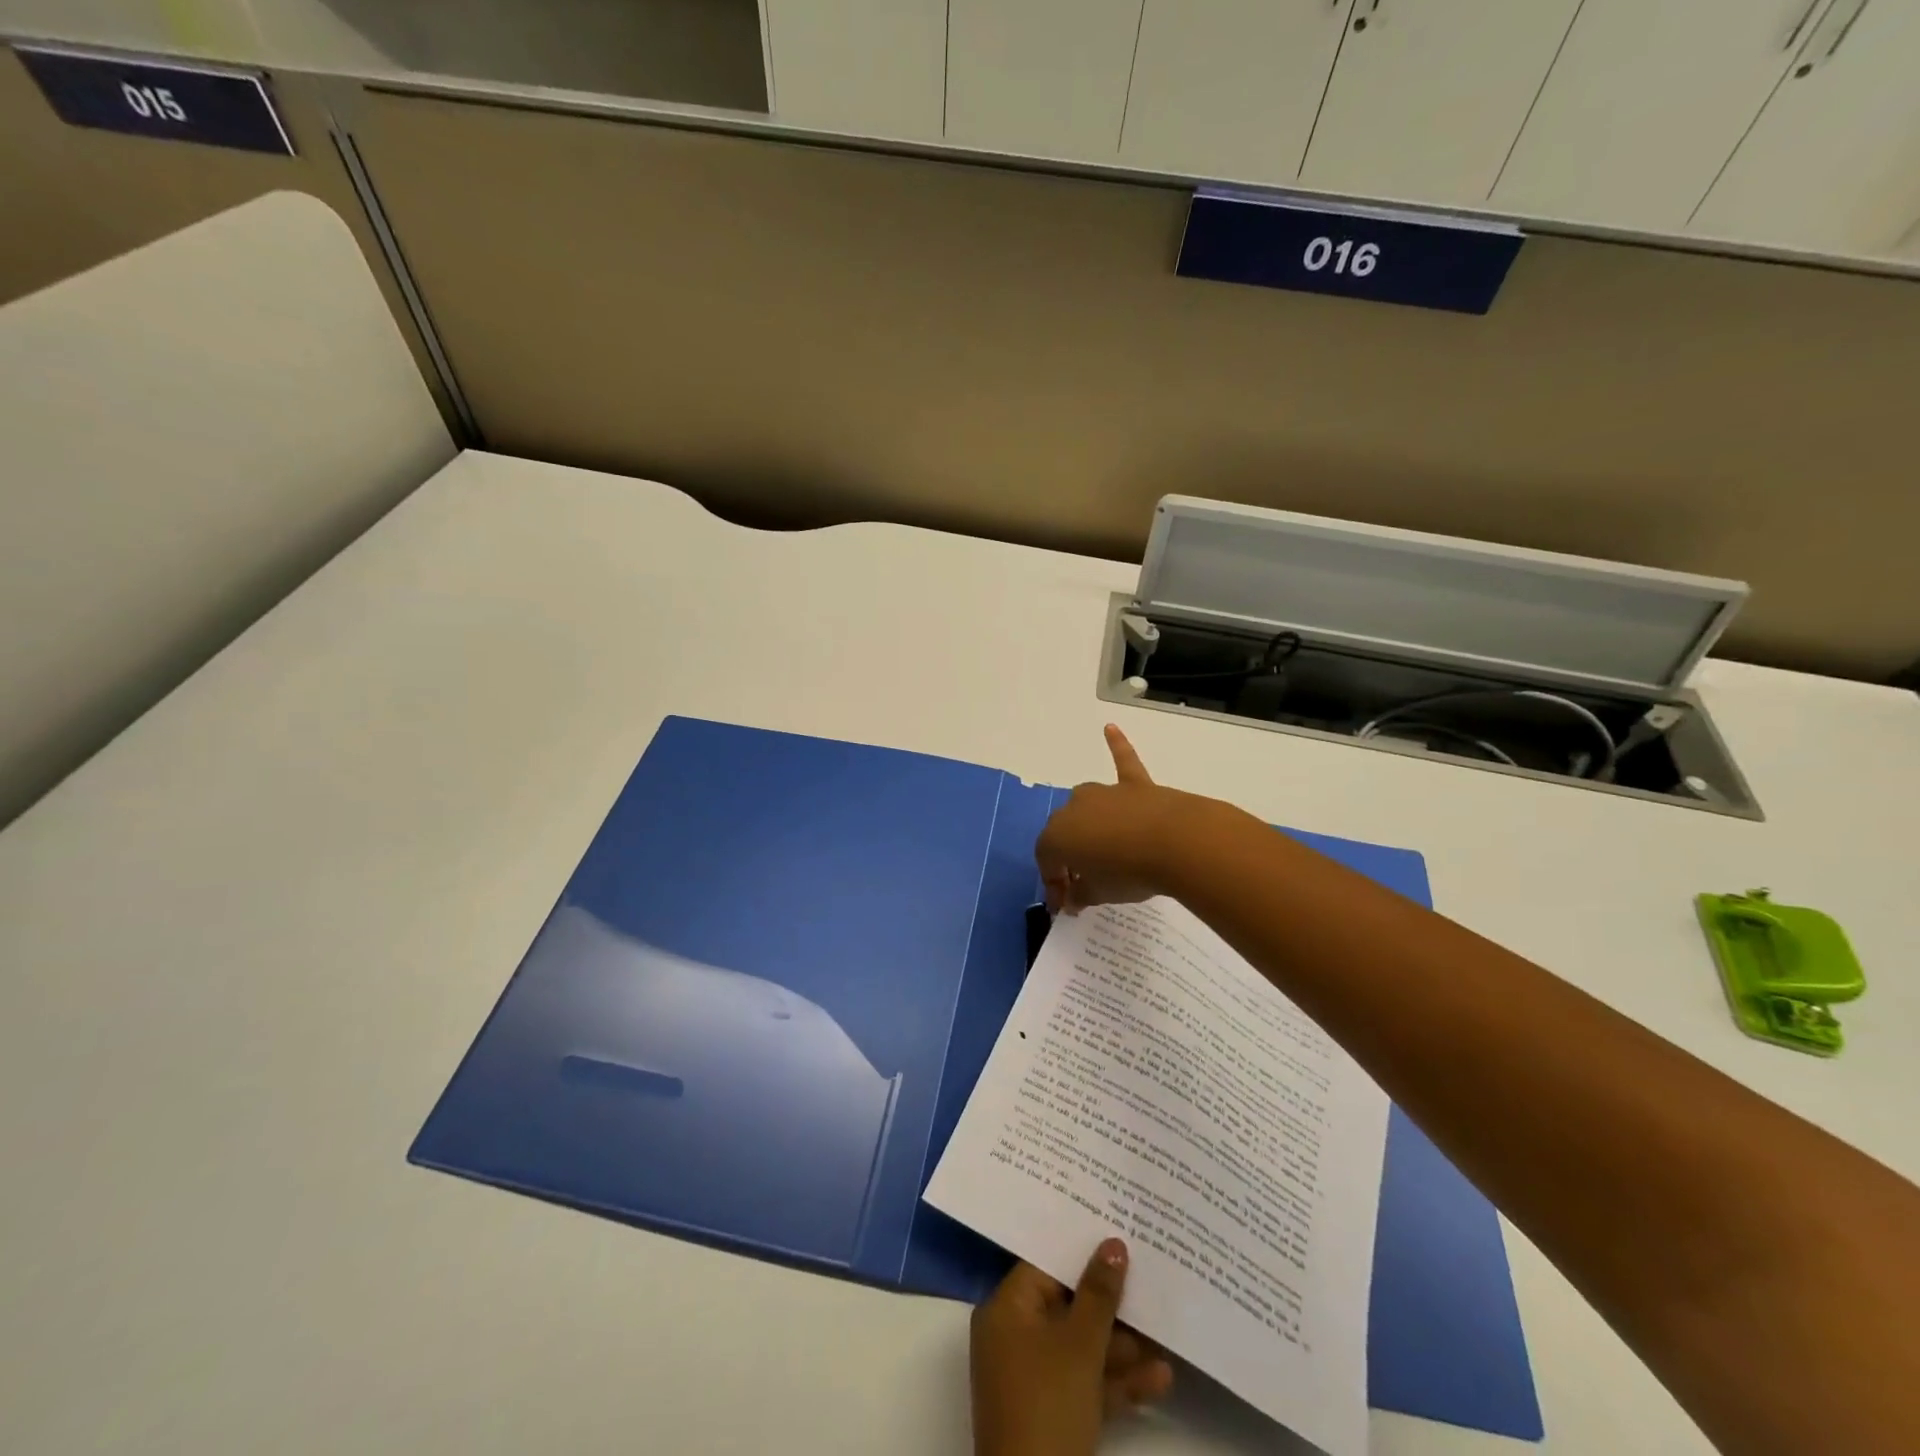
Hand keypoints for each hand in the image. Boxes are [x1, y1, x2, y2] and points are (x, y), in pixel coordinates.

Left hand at [970, 1240, 1173, 1455]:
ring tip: (1166, 1335)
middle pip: (1066, 1306)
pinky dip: (1116, 1382)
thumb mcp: (1080, 1346)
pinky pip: (1084, 1383)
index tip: (1117, 1238)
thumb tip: (1113, 1244)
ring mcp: (1032, 1379)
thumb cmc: (1049, 1406)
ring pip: (1080, 1348)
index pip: (1045, 1267)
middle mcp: (1013, 1337)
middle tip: (1148, 1282)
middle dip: (1110, 1304)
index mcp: (1006, 1310)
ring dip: (1122, 1347)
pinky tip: (1160, 1379)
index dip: (1082, 1253)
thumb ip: (1099, 1294)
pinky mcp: (1051, 1415)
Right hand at [1037, 726, 1216, 913]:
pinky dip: (1117, 745)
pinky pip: (1123, 760)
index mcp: (1055, 837)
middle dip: (1071, 857)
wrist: (1174, 843)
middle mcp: (1072, 808)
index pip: (1047, 862)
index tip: (1068, 905)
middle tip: (1084, 881)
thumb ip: (1081, 895)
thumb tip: (1073, 898)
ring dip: (1089, 824)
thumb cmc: (1128, 873)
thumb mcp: (1099, 894)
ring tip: (1102, 848)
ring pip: (1087, 806)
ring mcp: (1104, 793)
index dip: (1055, 886)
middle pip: (1065, 834)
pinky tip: (1110, 728)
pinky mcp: (1134, 785)